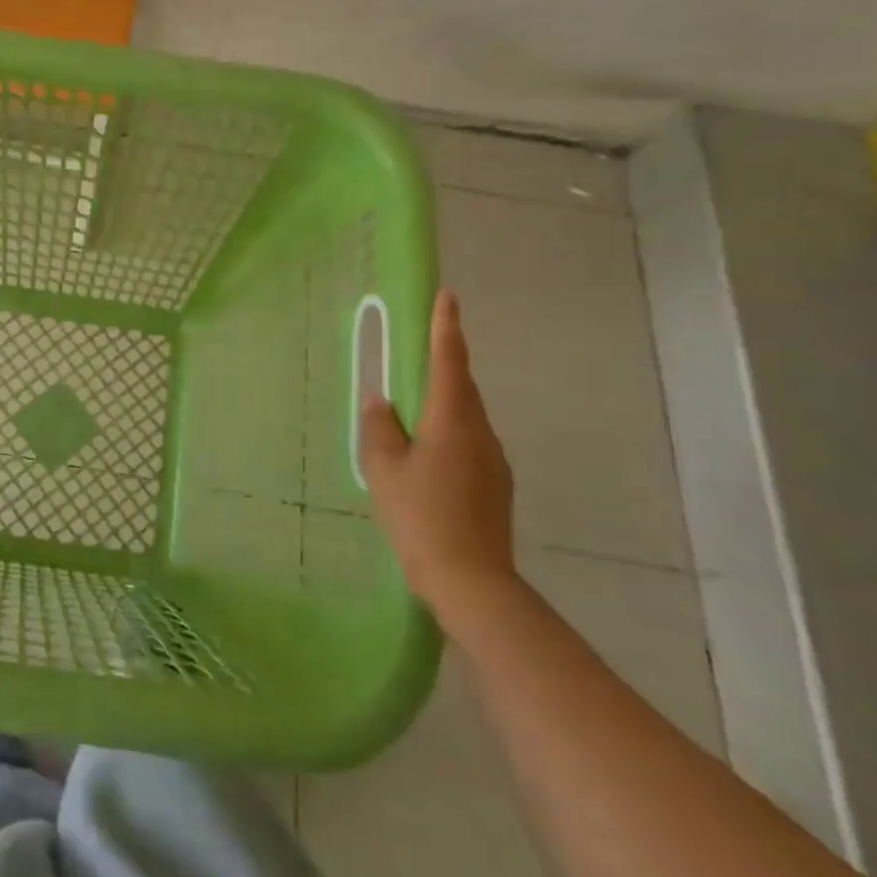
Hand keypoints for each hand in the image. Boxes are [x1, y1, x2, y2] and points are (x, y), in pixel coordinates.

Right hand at [360, 289, 515, 614]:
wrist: (472, 580)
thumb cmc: (421, 516)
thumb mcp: (384, 468)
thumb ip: (380, 428)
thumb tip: (381, 401)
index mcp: (452, 419)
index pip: (449, 360)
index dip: (446, 326)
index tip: (448, 296)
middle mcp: (480, 432)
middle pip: (461, 387)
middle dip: (443, 363)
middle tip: (421, 349)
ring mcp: (494, 460)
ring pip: (466, 417)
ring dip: (443, 403)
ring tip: (413, 412)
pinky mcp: (496, 485)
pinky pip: (470, 443)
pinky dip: (449, 433)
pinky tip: (427, 457)